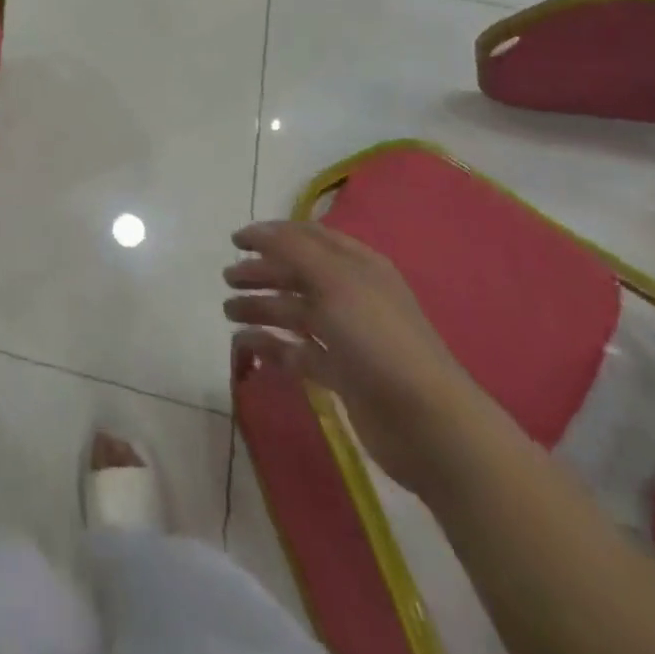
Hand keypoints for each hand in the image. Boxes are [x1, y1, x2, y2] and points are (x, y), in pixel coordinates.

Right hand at [225, 221, 491, 495]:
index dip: (271, 234)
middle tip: (227, 279)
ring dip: (261, 307)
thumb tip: (257, 231)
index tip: (235, 241)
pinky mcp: (341, 374)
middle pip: (297, 274)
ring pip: (294, 312)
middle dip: (261, 273)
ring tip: (228, 312)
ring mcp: (347, 336)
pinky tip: (245, 346)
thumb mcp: (334, 281)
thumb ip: (292, 249)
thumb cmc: (377, 338)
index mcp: (356, 265)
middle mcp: (351, 294)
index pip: (307, 237)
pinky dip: (271, 345)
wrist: (427, 423)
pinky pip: (298, 351)